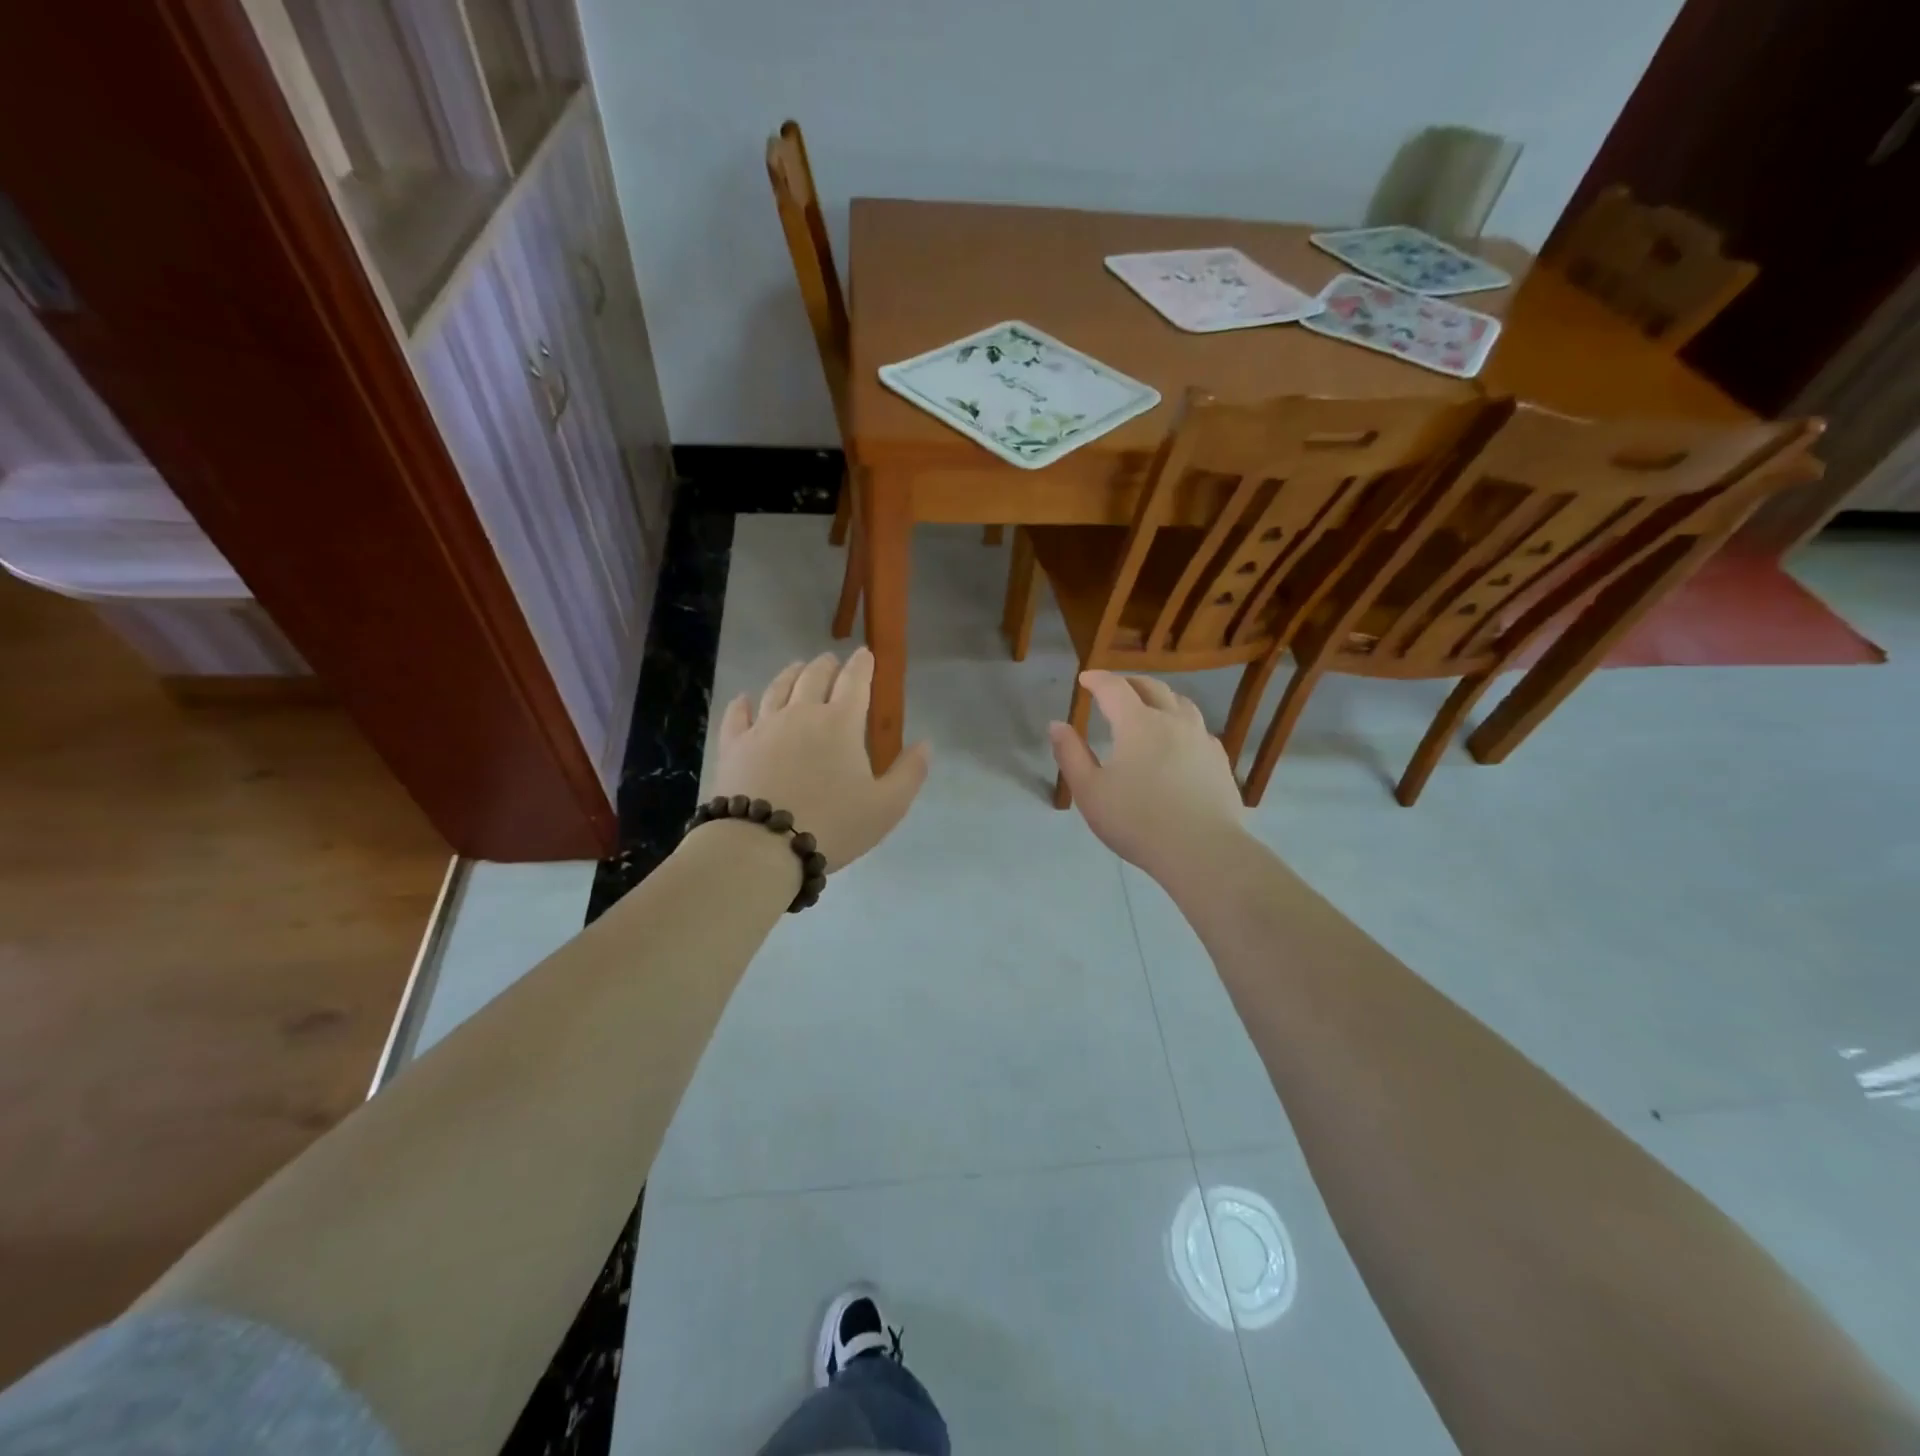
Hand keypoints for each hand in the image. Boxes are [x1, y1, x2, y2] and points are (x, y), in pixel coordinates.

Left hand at [711, 649, 930, 871]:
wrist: (761, 846)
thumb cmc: (832, 825)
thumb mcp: (887, 807)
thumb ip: (909, 773)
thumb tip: (925, 744)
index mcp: (841, 723)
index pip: (855, 682)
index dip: (862, 665)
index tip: (866, 654)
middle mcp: (801, 714)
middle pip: (814, 677)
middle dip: (827, 665)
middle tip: (832, 662)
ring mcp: (763, 727)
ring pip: (777, 688)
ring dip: (791, 674)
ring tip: (797, 668)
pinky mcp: (734, 746)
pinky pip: (738, 716)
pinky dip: (743, 703)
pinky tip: (744, 699)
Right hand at [1049, 671, 1246, 883]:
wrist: (1202, 850)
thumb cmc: (1137, 821)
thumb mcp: (1089, 792)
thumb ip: (1071, 754)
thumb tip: (1057, 725)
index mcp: (1138, 724)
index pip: (1114, 688)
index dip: (1097, 679)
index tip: (1085, 678)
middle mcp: (1173, 721)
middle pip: (1151, 688)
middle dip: (1129, 682)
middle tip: (1114, 688)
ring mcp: (1201, 739)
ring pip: (1181, 703)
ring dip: (1160, 697)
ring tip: (1149, 706)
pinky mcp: (1219, 760)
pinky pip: (1199, 728)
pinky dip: (1182, 722)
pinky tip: (1179, 740)